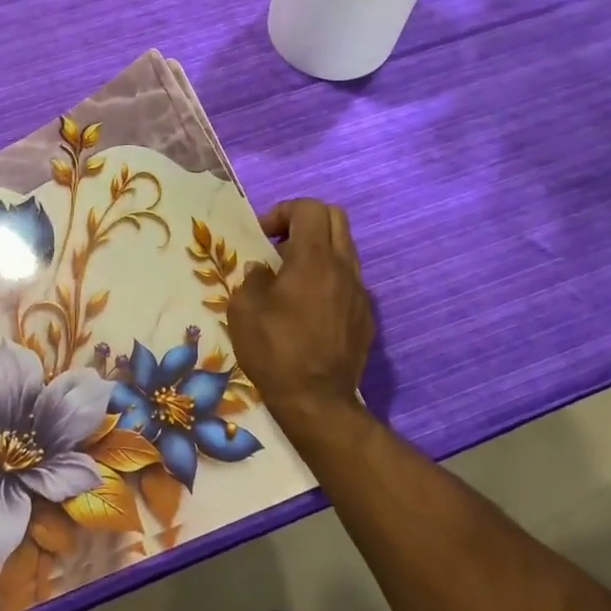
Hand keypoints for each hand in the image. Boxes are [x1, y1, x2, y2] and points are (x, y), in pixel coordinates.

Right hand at [228, 199, 376, 440]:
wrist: (318, 402)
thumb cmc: (275, 351)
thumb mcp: (244, 311)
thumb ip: (253, 279)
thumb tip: (263, 271)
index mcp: (313, 259)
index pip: (309, 207)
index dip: (283, 212)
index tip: (263, 237)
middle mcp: (343, 267)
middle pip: (335, 217)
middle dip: (305, 221)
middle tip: (281, 246)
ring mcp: (360, 292)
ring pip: (345, 248)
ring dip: (319, 250)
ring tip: (293, 278)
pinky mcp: (366, 316)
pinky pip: (349, 280)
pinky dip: (330, 279)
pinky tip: (310, 308)